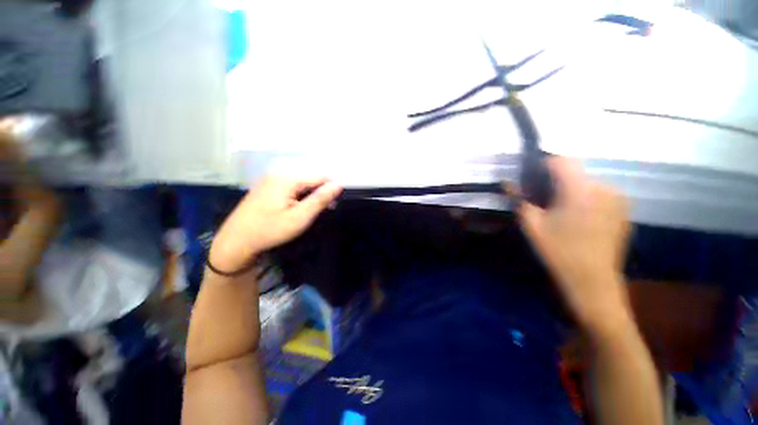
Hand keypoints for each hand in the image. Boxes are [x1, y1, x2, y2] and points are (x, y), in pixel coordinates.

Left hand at [209, 176, 341, 271]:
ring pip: (301, 182)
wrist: (236, 240)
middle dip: (318, 193)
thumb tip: (338, 184)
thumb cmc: (271, 229)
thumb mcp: (300, 217)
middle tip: (315, 212)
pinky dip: (297, 195)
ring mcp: (270, 178)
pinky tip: (293, 208)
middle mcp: (279, 172)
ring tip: (305, 212)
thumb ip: (320, 199)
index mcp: (288, 178)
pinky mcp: (266, 185)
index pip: (321, 177)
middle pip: (310, 178)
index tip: (330, 207)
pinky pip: (290, 185)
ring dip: (308, 195)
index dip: (329, 191)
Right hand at [516, 157, 631, 334]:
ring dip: (572, 190)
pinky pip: (600, 194)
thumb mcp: (532, 224)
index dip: (543, 165)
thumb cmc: (558, 251)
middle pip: (575, 171)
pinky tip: (579, 220)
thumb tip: (506, 182)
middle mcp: (604, 187)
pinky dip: (586, 199)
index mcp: (580, 190)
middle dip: (556, 180)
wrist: (593, 282)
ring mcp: (618, 199)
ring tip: (561, 212)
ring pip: (587, 182)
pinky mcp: (624, 210)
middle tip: (543, 201)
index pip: (561, 160)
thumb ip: (519, 199)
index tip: (531, 179)